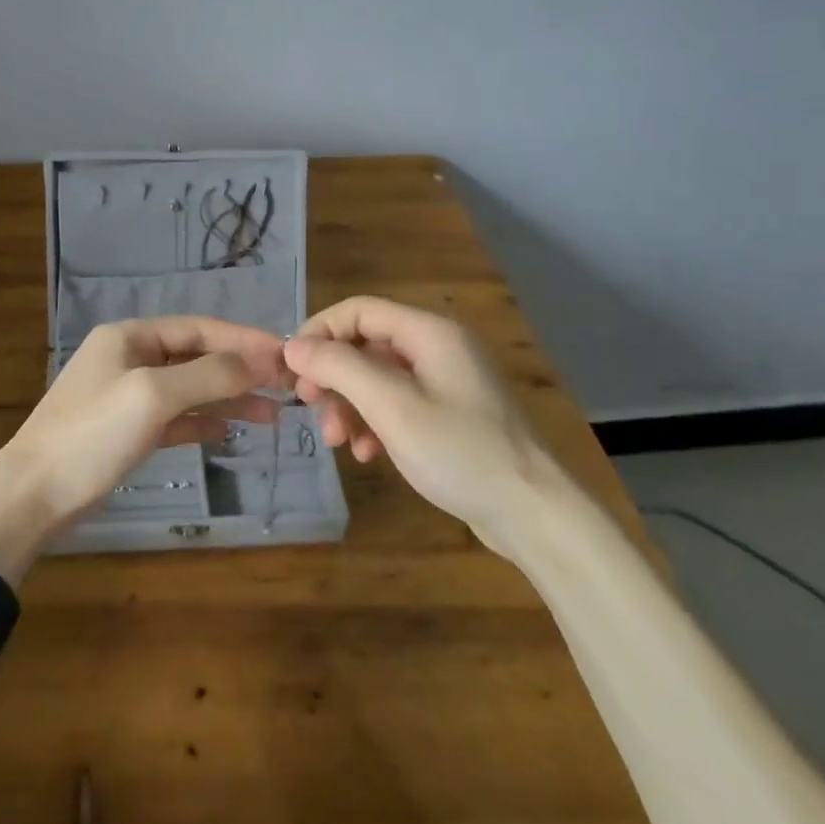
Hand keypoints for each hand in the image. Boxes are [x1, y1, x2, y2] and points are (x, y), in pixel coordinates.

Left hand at [0, 317, 287, 577]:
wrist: (32, 495)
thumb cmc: (91, 435)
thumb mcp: (152, 396)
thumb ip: (208, 375)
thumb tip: (258, 362)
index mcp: (130, 337)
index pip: (199, 328)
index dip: (244, 340)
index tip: (286, 354)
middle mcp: (130, 357)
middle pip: (197, 356)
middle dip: (240, 370)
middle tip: (286, 386)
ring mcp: (128, 394)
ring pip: (190, 388)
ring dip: (229, 397)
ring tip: (272, 413)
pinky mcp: (127, 430)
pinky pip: (175, 417)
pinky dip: (202, 421)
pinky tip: (229, 431)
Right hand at [284, 296, 563, 538]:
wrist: (532, 513)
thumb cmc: (459, 451)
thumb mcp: (391, 406)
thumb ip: (339, 368)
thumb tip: (293, 346)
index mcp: (429, 332)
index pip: (358, 310)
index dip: (320, 332)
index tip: (293, 369)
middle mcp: (437, 348)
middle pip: (366, 345)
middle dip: (333, 376)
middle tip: (310, 407)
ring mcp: (445, 382)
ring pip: (377, 378)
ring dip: (350, 405)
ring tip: (337, 442)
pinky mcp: (448, 415)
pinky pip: (397, 405)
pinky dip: (374, 423)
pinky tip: (367, 453)